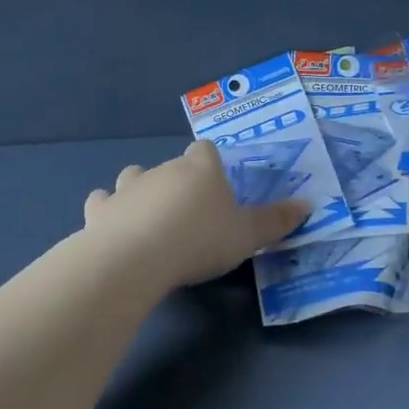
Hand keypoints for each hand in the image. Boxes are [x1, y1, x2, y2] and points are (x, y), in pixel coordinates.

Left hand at [82, 141, 309, 289]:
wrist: (138, 257)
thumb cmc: (200, 240)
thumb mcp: (248, 236)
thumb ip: (276, 221)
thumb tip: (308, 204)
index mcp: (201, 170)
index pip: (206, 151)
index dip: (211, 163)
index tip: (216, 183)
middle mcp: (164, 170)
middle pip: (172, 165)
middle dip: (179, 182)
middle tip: (190, 213)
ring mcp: (128, 188)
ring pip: (133, 177)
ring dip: (141, 191)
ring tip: (150, 217)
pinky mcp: (100, 210)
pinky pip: (102, 201)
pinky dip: (108, 209)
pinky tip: (112, 225)